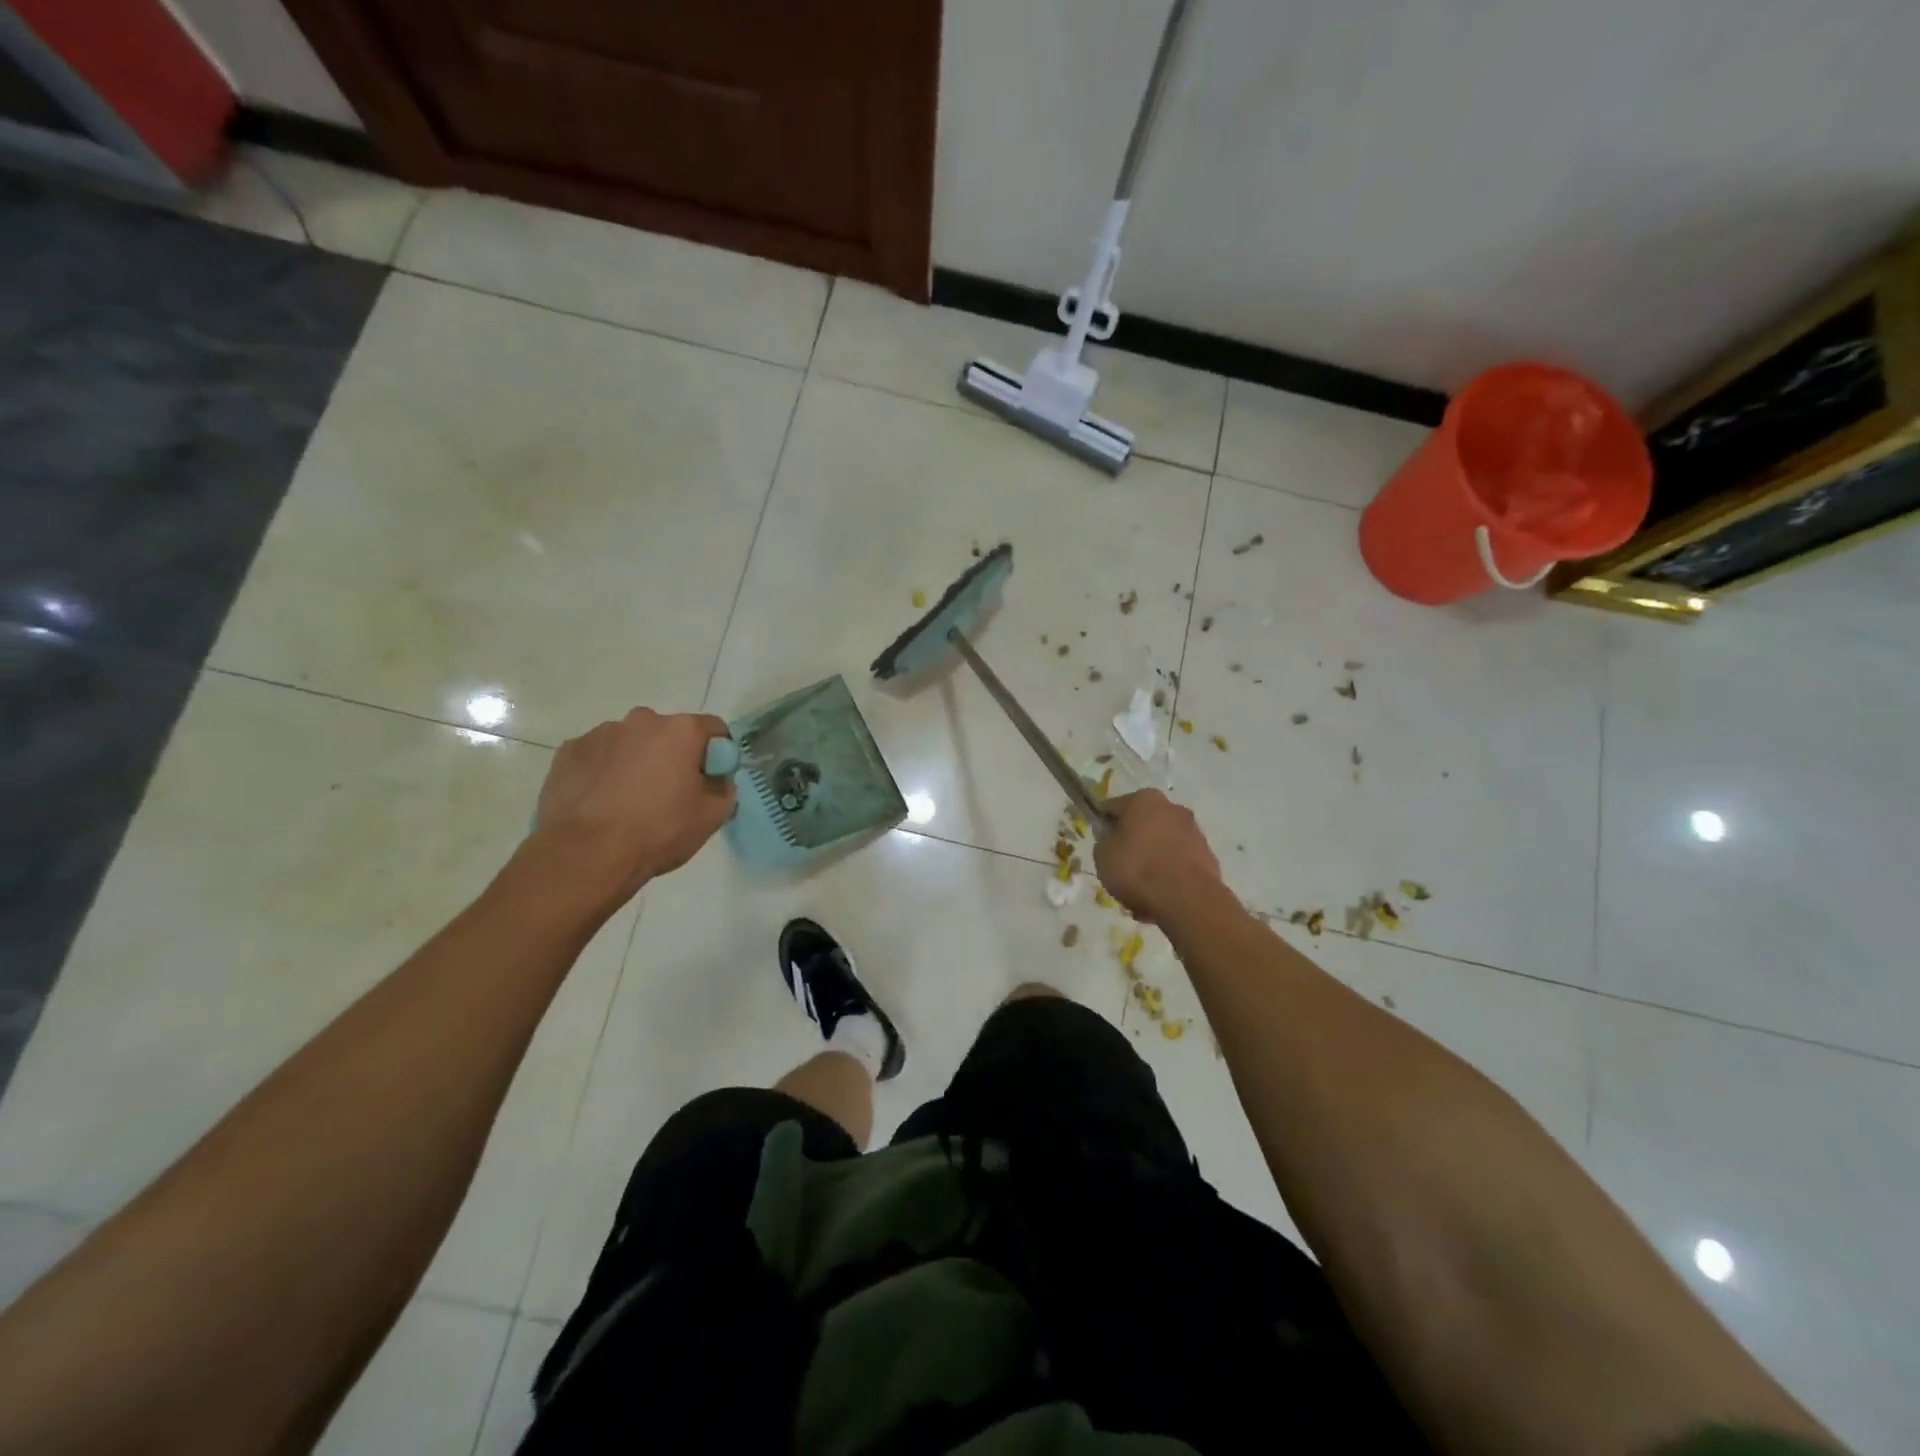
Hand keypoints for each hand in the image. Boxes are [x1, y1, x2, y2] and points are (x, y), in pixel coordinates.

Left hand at [530, 708, 735, 907]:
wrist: (587, 854)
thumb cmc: (659, 831)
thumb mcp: (712, 817)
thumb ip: (724, 789)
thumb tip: (717, 780)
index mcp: (681, 730)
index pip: (713, 728)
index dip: (717, 753)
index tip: (710, 779)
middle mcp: (641, 720)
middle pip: (668, 733)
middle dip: (671, 755)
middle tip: (669, 793)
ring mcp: (600, 733)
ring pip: (629, 742)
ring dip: (635, 761)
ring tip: (628, 801)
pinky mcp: (568, 752)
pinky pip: (596, 756)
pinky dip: (603, 771)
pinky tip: (600, 802)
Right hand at [1093, 790, 1223, 924]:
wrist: (1187, 900)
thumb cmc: (1138, 869)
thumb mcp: (1102, 855)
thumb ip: (1104, 841)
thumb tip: (1112, 837)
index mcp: (1144, 799)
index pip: (1113, 807)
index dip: (1103, 825)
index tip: (1100, 844)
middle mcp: (1172, 808)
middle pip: (1142, 825)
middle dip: (1132, 843)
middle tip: (1120, 868)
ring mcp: (1193, 832)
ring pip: (1162, 845)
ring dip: (1151, 861)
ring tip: (1140, 890)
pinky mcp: (1207, 856)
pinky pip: (1178, 863)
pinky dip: (1168, 875)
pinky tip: (1159, 897)